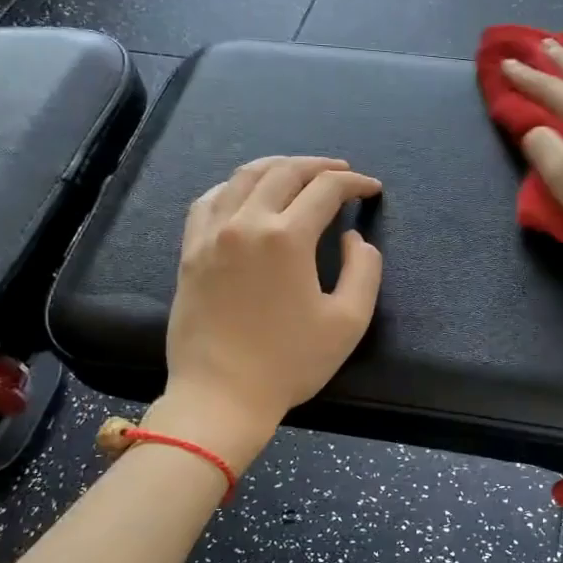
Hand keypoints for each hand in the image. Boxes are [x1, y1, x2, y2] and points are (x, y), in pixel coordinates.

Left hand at [161, 156, 383, 447]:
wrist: (220, 396)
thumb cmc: (289, 363)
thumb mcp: (348, 322)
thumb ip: (364, 270)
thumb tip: (353, 239)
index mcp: (286, 237)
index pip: (326, 190)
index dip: (355, 183)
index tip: (372, 189)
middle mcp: (246, 222)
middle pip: (284, 172)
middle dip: (319, 166)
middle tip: (341, 173)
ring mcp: (211, 234)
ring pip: (244, 177)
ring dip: (278, 167)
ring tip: (298, 172)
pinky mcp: (190, 251)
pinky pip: (209, 200)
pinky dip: (234, 186)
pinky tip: (246, 194)